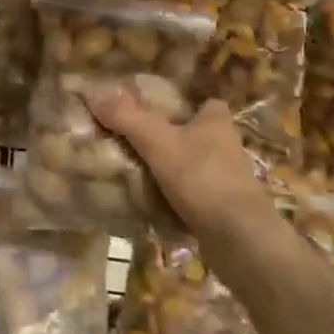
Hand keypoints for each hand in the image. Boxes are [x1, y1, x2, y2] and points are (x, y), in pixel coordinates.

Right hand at [79, 85, 269, 231]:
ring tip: (135, 168)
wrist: (240, 240)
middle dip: (171, 136)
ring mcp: (227, 180)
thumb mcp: (158, 142)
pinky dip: (175, 195)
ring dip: (171, 167)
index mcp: (216, 121)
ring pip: (193, 164)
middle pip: (195, 133)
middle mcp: (226, 146)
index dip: (183, 103)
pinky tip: (150, 198)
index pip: (204, 102)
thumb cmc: (202, 178)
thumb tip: (93, 94)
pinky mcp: (223, 208)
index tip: (155, 108)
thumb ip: (126, 118)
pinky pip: (192, 193)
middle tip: (135, 138)